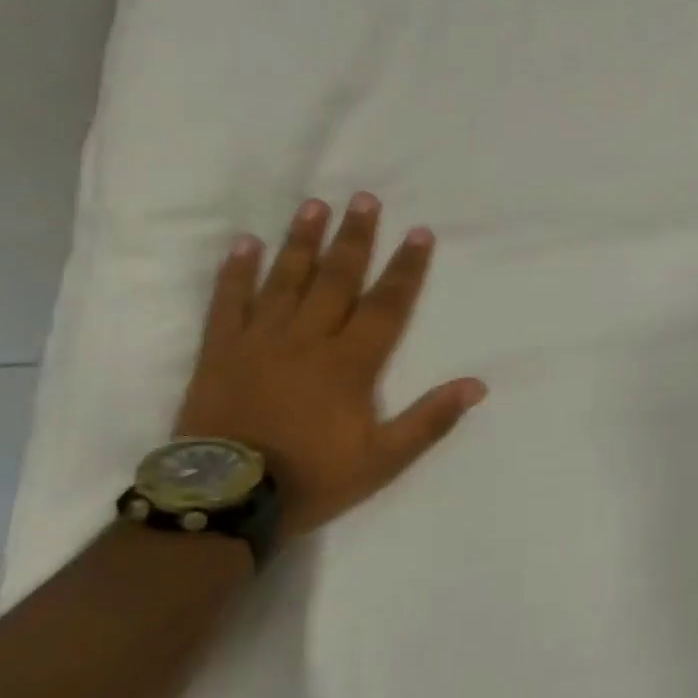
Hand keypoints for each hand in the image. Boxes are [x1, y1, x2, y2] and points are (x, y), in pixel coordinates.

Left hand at [175, 195, 486, 535]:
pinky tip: (246, 243)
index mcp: (350, 363)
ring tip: (315, 205)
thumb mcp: (383, 460)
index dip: (405, 268)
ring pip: (286, 279)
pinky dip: (237, 272)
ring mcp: (260, 340)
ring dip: (303, 241)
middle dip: (355, 237)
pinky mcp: (221, 351)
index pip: (386, 305)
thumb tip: (476, 385)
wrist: (225, 498)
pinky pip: (229, 302)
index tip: (419, 232)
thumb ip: (429, 420)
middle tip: (364, 198)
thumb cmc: (312, 478)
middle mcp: (308, 339)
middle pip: (337, 279)